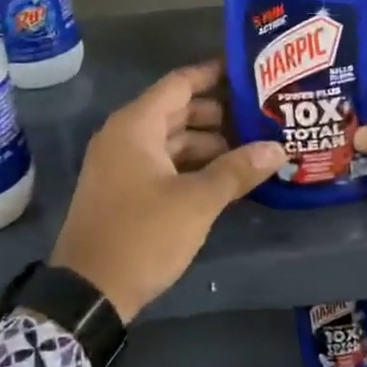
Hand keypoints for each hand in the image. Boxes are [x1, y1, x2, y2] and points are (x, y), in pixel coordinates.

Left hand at [51, 60, 283, 320]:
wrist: (88, 294)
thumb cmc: (142, 235)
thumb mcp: (197, 202)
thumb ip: (237, 171)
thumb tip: (278, 148)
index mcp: (136, 126)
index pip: (180, 83)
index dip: (214, 74)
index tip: (250, 72)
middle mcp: (125, 136)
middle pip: (178, 110)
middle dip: (219, 113)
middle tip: (262, 116)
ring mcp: (121, 164)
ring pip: (172, 139)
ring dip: (208, 143)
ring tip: (252, 148)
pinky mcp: (124, 190)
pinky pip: (163, 162)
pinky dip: (192, 164)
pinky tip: (224, 177)